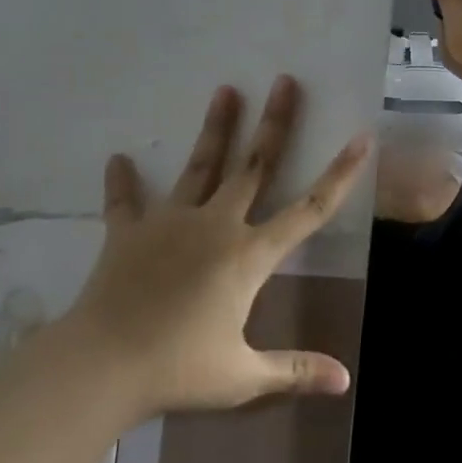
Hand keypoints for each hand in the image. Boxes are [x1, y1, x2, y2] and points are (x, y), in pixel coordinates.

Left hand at [67, 76, 370, 417]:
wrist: (100, 366)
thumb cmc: (178, 369)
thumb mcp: (242, 377)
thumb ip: (294, 371)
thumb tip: (344, 381)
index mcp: (249, 256)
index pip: (308, 210)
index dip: (339, 175)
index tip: (361, 138)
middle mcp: (216, 226)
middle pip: (254, 166)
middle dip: (274, 123)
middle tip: (284, 81)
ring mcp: (171, 223)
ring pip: (200, 167)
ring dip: (215, 129)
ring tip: (225, 90)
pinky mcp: (129, 233)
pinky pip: (125, 203)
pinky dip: (122, 183)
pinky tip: (118, 159)